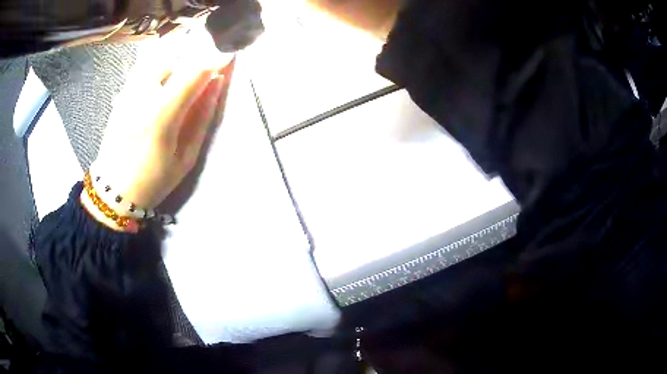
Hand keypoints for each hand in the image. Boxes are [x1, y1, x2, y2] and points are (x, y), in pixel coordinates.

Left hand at [84, 43, 232, 230]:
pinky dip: (160, 60)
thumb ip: (202, 117)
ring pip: (157, 53)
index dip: (216, 58)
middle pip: (175, 52)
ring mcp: (129, 90)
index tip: (229, 55)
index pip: (194, 71)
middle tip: (205, 66)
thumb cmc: (153, 180)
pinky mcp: (122, 92)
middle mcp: (143, 94)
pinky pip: (144, 63)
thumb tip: (217, 83)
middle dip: (196, 52)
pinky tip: (165, 75)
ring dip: (178, 53)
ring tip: (185, 69)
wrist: (114, 189)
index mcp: (162, 114)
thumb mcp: (185, 157)